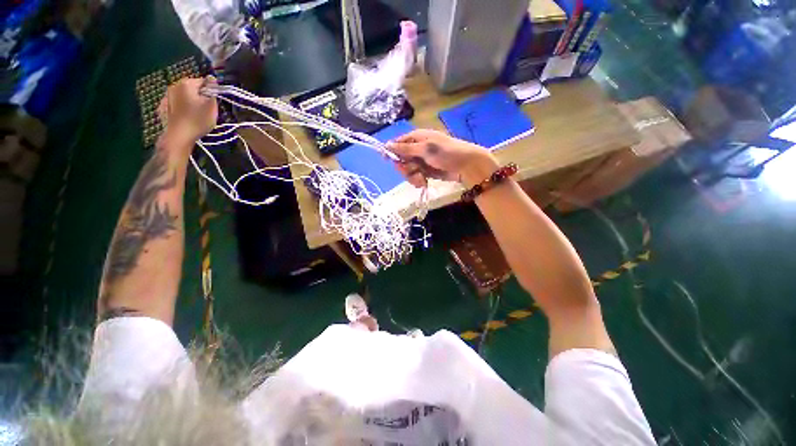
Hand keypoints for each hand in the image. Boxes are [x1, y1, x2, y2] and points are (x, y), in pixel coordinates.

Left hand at [157, 76, 217, 149]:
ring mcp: (167, 96)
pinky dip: (182, 108)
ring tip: (196, 115)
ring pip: (184, 96)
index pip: (203, 81)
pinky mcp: (164, 107)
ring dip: (191, 102)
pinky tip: (186, 117)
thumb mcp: (211, 105)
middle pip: (192, 88)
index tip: (214, 102)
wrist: (179, 136)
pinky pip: (177, 104)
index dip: (211, 91)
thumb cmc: (198, 120)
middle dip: (200, 96)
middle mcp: (174, 86)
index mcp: (186, 84)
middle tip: (206, 110)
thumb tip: (212, 78)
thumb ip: (212, 90)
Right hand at [387, 129, 498, 187]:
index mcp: (416, 138)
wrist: (466, 167)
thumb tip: (386, 145)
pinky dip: (418, 181)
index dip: (391, 152)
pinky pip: (414, 177)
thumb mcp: (425, 149)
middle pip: (400, 160)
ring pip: (406, 171)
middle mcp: (416, 149)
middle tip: (412, 170)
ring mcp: (421, 162)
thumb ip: (405, 148)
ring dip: (412, 176)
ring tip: (422, 179)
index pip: (397, 143)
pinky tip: (424, 182)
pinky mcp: (425, 172)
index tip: (387, 160)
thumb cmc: (446, 153)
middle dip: (404, 168)